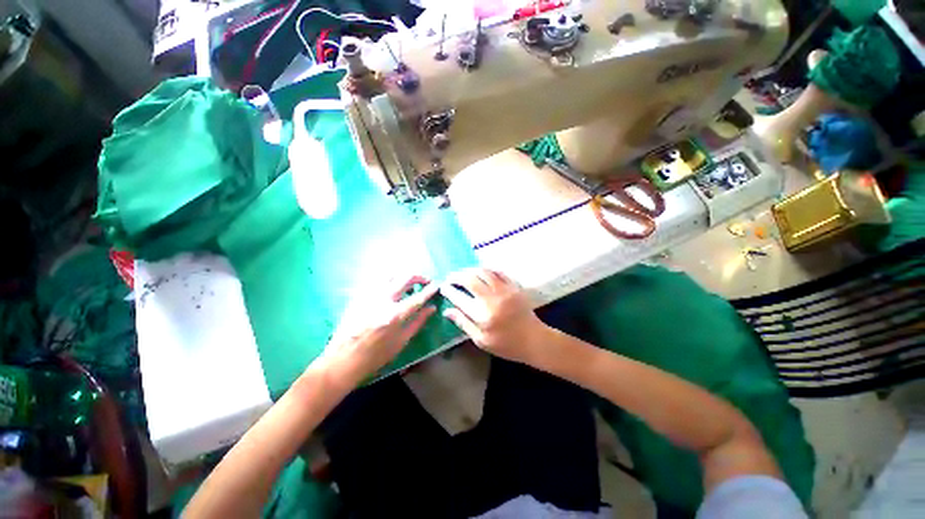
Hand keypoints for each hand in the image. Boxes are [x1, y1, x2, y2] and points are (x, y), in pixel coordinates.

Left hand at [315, 274, 437, 388]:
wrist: (342, 359)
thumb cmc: (375, 356)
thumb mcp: (401, 342)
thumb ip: (418, 322)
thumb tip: (432, 308)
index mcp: (395, 315)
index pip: (418, 297)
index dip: (430, 290)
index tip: (437, 285)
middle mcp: (383, 300)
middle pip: (405, 278)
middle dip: (419, 276)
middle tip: (425, 281)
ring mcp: (369, 295)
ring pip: (391, 273)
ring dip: (404, 275)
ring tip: (409, 282)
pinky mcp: (359, 295)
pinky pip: (377, 279)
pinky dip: (389, 278)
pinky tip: (392, 285)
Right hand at [440, 268, 548, 364]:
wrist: (534, 340)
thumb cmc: (506, 344)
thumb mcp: (481, 340)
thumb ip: (463, 323)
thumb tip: (447, 311)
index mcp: (482, 315)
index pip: (459, 297)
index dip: (449, 290)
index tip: (443, 287)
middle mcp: (492, 299)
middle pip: (470, 279)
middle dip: (456, 276)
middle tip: (450, 277)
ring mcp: (504, 290)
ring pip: (483, 272)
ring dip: (470, 270)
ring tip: (463, 273)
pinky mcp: (514, 286)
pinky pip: (498, 272)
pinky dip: (487, 269)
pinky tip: (481, 271)